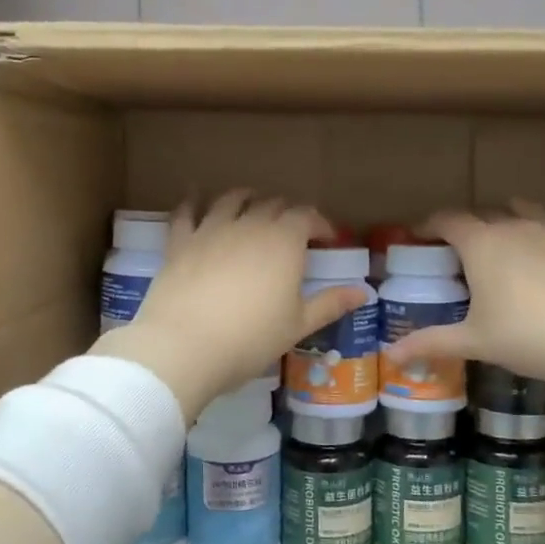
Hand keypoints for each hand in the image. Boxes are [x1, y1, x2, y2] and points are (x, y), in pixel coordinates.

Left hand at [92, 192, 368, 421]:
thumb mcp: (297, 325)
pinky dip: (193, 201)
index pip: (307, 217)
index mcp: (284, 242)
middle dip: (286, 212)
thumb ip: (330, 303)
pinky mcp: (180, 241)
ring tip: (251, 201)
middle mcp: (249, 225)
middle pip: (272, 205)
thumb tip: (364, 292)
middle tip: (292, 227)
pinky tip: (194, 198)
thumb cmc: (250, 339)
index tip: (327, 238)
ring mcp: (211, 229)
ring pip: (231, 200)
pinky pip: (186, 212)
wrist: (184, 346)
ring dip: (246, 197)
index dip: (320, 224)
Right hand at [384, 202, 544, 393]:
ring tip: (499, 242)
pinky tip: (541, 245)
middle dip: (464, 227)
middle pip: (481, 214)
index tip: (419, 237)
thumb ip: (431, 343)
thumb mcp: (475, 342)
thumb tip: (389, 355)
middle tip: (456, 252)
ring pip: (518, 209)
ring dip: (502, 219)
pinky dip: (538, 225)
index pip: (447, 219)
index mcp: (481, 244)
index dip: (429, 225)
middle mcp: (513, 225)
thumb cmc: (528, 337)